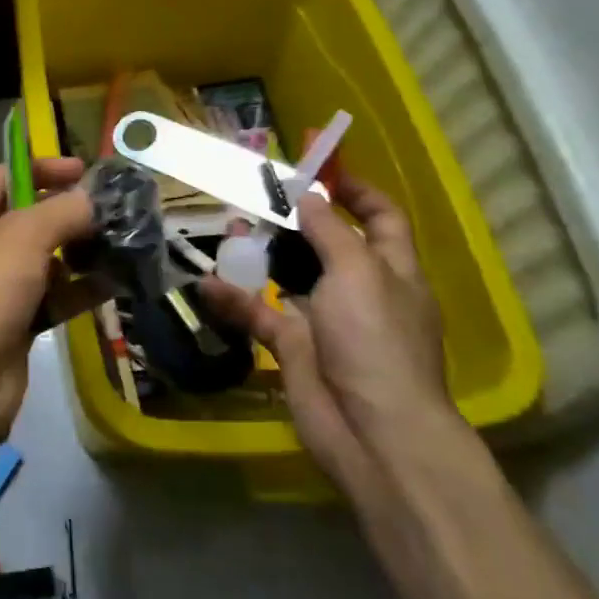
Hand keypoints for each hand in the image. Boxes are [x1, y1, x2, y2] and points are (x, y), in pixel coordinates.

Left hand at [0, 157, 92, 431]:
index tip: (85, 171)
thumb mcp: (24, 235)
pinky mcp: (14, 323)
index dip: (42, 169)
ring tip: (120, 244)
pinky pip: (51, 296)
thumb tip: (94, 200)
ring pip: (43, 260)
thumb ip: (63, 210)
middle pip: (26, 219)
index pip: (2, 177)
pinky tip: (113, 283)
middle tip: (111, 211)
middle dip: (67, 214)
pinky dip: (78, 290)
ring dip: (78, 252)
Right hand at [197, 175, 455, 497]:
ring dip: (258, 254)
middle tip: (254, 196)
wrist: (372, 431)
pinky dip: (234, 300)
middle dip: (293, 218)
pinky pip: (259, 313)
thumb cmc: (376, 340)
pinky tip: (207, 285)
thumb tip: (309, 195)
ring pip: (287, 274)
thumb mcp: (359, 272)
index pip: (380, 217)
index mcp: (391, 269)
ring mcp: (324, 319)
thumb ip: (330, 230)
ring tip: (227, 230)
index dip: (355, 190)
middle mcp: (359, 289)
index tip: (318, 166)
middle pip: (326, 242)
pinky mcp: (292, 345)